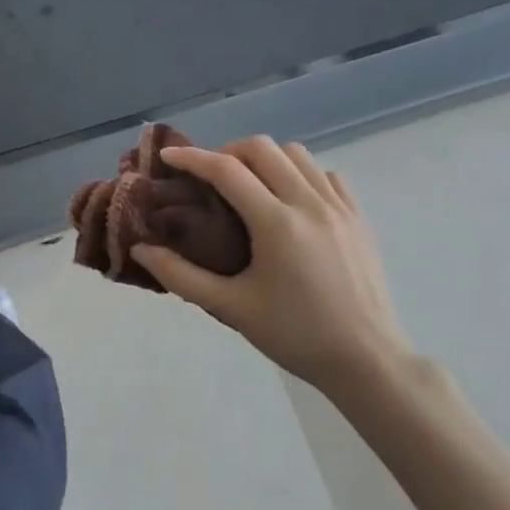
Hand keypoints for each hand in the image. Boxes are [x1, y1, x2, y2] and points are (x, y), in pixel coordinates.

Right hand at [132, 137, 415, 402]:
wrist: (367, 360)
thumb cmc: (295, 335)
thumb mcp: (231, 308)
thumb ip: (180, 276)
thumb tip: (141, 249)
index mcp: (277, 223)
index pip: (227, 170)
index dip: (192, 158)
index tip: (168, 158)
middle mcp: (309, 203)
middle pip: (263, 148)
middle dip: (228, 152)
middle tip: (209, 177)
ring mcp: (339, 207)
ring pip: (297, 154)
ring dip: (265, 159)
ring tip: (248, 185)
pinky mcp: (359, 217)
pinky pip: (325, 175)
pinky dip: (300, 174)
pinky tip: (289, 200)